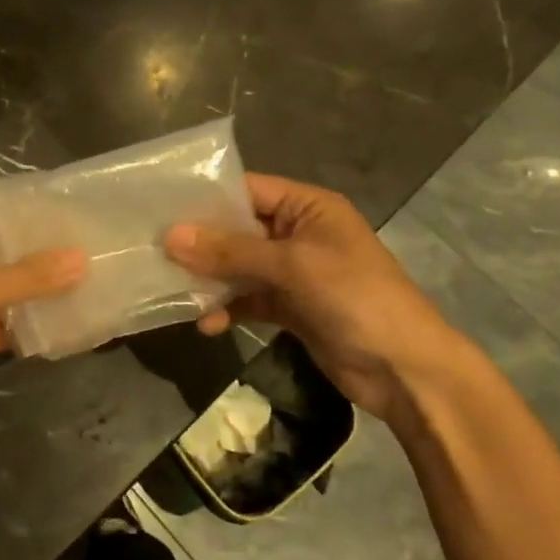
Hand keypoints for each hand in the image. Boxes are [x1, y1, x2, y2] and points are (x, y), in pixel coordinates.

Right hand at [165, 174, 477, 419]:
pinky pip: (247, 299)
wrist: (406, 370)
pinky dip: (226, 308)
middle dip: (199, 242)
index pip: (246, 189)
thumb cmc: (355, 297)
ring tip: (172, 290)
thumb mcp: (292, 266)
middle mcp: (297, 232)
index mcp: (307, 207)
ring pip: (238, 266)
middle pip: (237, 229)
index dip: (205, 198)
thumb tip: (171, 236)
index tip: (159, 207)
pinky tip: (205, 324)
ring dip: (209, 279)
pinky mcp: (289, 307)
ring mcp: (293, 272)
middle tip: (153, 251)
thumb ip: (231, 251)